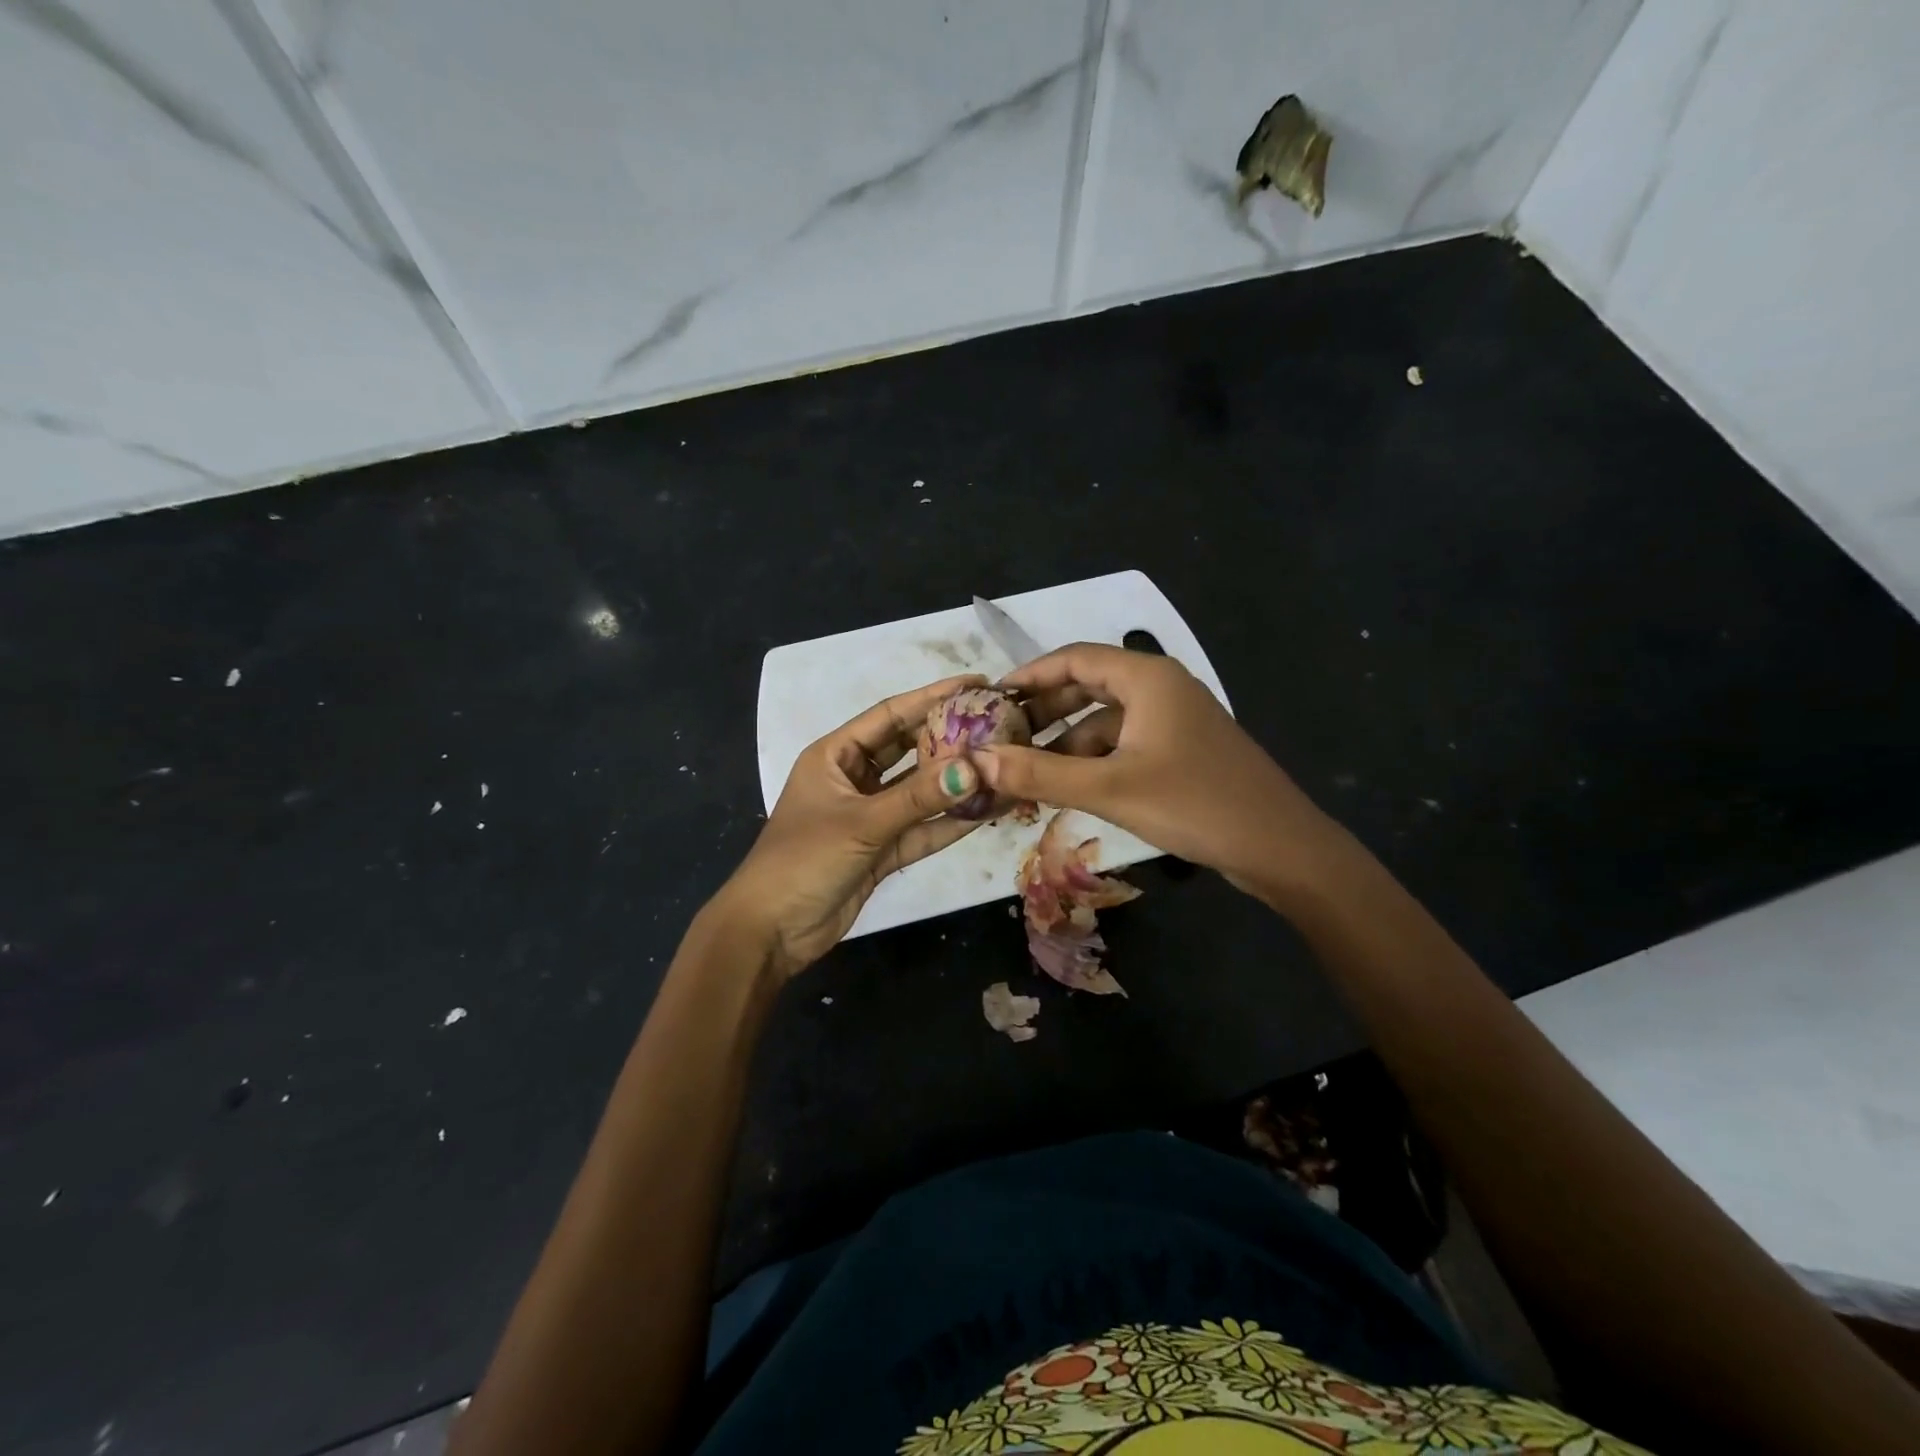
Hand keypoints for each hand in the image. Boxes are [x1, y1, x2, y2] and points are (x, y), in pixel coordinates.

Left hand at [712, 675, 987, 978]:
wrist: (770, 931)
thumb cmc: (803, 860)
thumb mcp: (861, 823)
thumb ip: (918, 797)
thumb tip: (976, 768)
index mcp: (835, 755)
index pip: (890, 714)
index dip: (932, 696)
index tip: (976, 683)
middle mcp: (854, 779)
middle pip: (909, 749)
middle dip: (950, 738)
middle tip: (998, 724)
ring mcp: (869, 816)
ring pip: (920, 792)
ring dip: (956, 784)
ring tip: (1003, 766)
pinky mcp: (881, 851)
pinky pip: (921, 829)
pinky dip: (949, 823)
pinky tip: (988, 811)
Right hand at [975, 644, 1345, 897]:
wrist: (1280, 848)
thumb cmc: (1194, 804)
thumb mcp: (1109, 789)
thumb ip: (1039, 773)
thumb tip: (975, 761)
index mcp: (1146, 677)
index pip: (1073, 658)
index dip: (1028, 675)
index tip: (990, 698)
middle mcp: (1161, 687)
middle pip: (1087, 686)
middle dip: (1043, 711)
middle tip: (1001, 737)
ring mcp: (1174, 720)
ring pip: (1105, 719)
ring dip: (1066, 741)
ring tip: (1026, 771)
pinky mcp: (1182, 750)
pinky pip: (1124, 743)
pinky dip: (1093, 759)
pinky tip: (1069, 787)